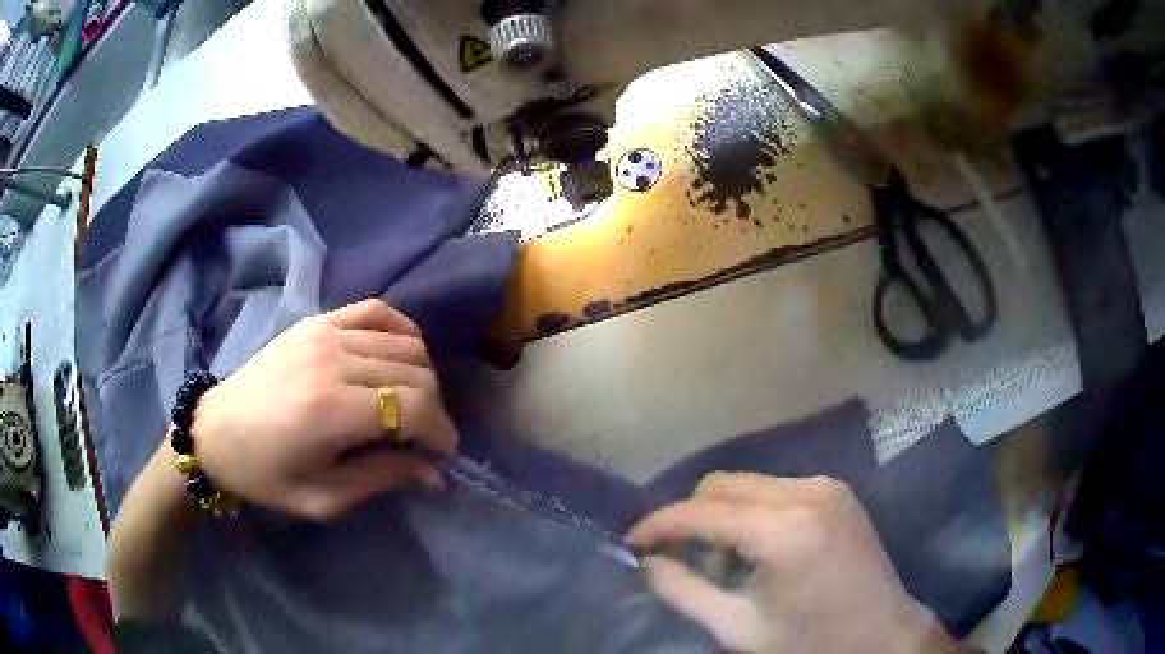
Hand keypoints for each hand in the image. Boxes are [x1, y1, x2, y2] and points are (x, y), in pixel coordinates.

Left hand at [190, 300, 457, 519]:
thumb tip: (435, 474)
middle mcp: (333, 362)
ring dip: (421, 374)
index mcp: (331, 411)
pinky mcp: (317, 321)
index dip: (441, 431)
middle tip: (423, 435)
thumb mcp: (323, 498)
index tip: (443, 453)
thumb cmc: (266, 474)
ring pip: (404, 341)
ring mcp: (324, 333)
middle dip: (434, 408)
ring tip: (410, 401)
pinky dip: (401, 328)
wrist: (216, 431)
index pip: (414, 407)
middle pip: (415, 372)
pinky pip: (376, 310)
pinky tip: (402, 353)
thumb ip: (382, 478)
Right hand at [628, 473, 958, 653]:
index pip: (701, 513)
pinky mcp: (836, 490)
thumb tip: (646, 561)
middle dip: (690, 518)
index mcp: (783, 532)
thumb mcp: (738, 628)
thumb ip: (683, 591)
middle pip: (722, 485)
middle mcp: (806, 493)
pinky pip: (774, 490)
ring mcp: (826, 486)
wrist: (881, 635)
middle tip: (679, 558)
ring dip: (722, 517)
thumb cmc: (810, 643)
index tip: (630, 541)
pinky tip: (758, 552)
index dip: (658, 524)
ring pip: (747, 484)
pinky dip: (752, 514)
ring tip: (725, 564)